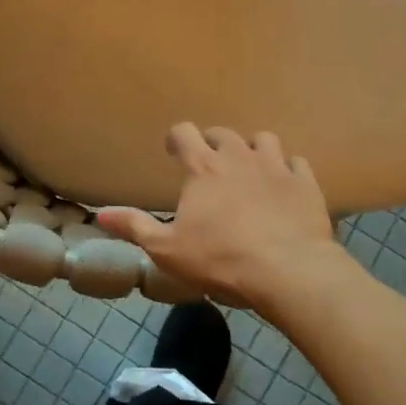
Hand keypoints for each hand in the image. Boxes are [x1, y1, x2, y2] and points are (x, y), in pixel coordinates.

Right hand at [97, 124, 342, 308]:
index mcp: (203, 167)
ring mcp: (276, 166)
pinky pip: (297, 163)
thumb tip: (100, 214)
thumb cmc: (221, 259)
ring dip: (253, 149)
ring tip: (250, 168)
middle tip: (209, 164)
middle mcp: (239, 156)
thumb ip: (135, 227)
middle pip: (223, 133)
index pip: (184, 133)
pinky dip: (288, 170)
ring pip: (264, 139)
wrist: (289, 272)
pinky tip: (285, 185)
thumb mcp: (167, 250)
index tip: (173, 152)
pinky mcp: (305, 183)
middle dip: (213, 143)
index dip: (176, 139)